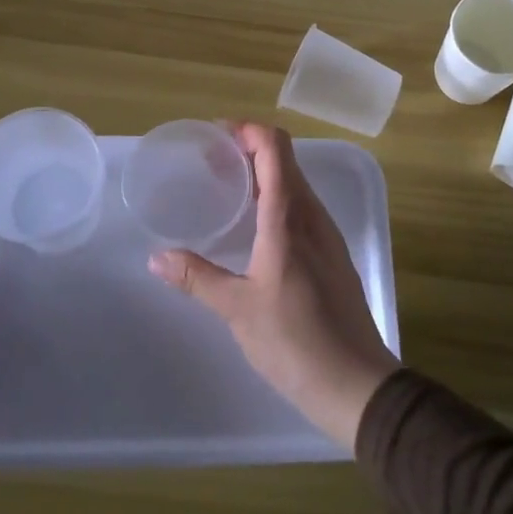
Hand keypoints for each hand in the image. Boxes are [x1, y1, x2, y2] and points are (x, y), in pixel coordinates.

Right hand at [149, 122, 399, 449]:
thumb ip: (196, 278)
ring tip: (228, 188)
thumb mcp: (237, 309)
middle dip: (250, 149)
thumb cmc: (295, 342)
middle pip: (286, 161)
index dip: (249, 130)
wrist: (356, 383)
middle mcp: (312, 217)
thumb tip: (156, 256)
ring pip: (296, 185)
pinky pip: (303, 209)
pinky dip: (277, 199)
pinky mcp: (332, 255)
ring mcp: (327, 236)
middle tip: (211, 161)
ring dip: (264, 174)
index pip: (276, 150)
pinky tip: (255, 226)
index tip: (216, 135)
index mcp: (288, 219)